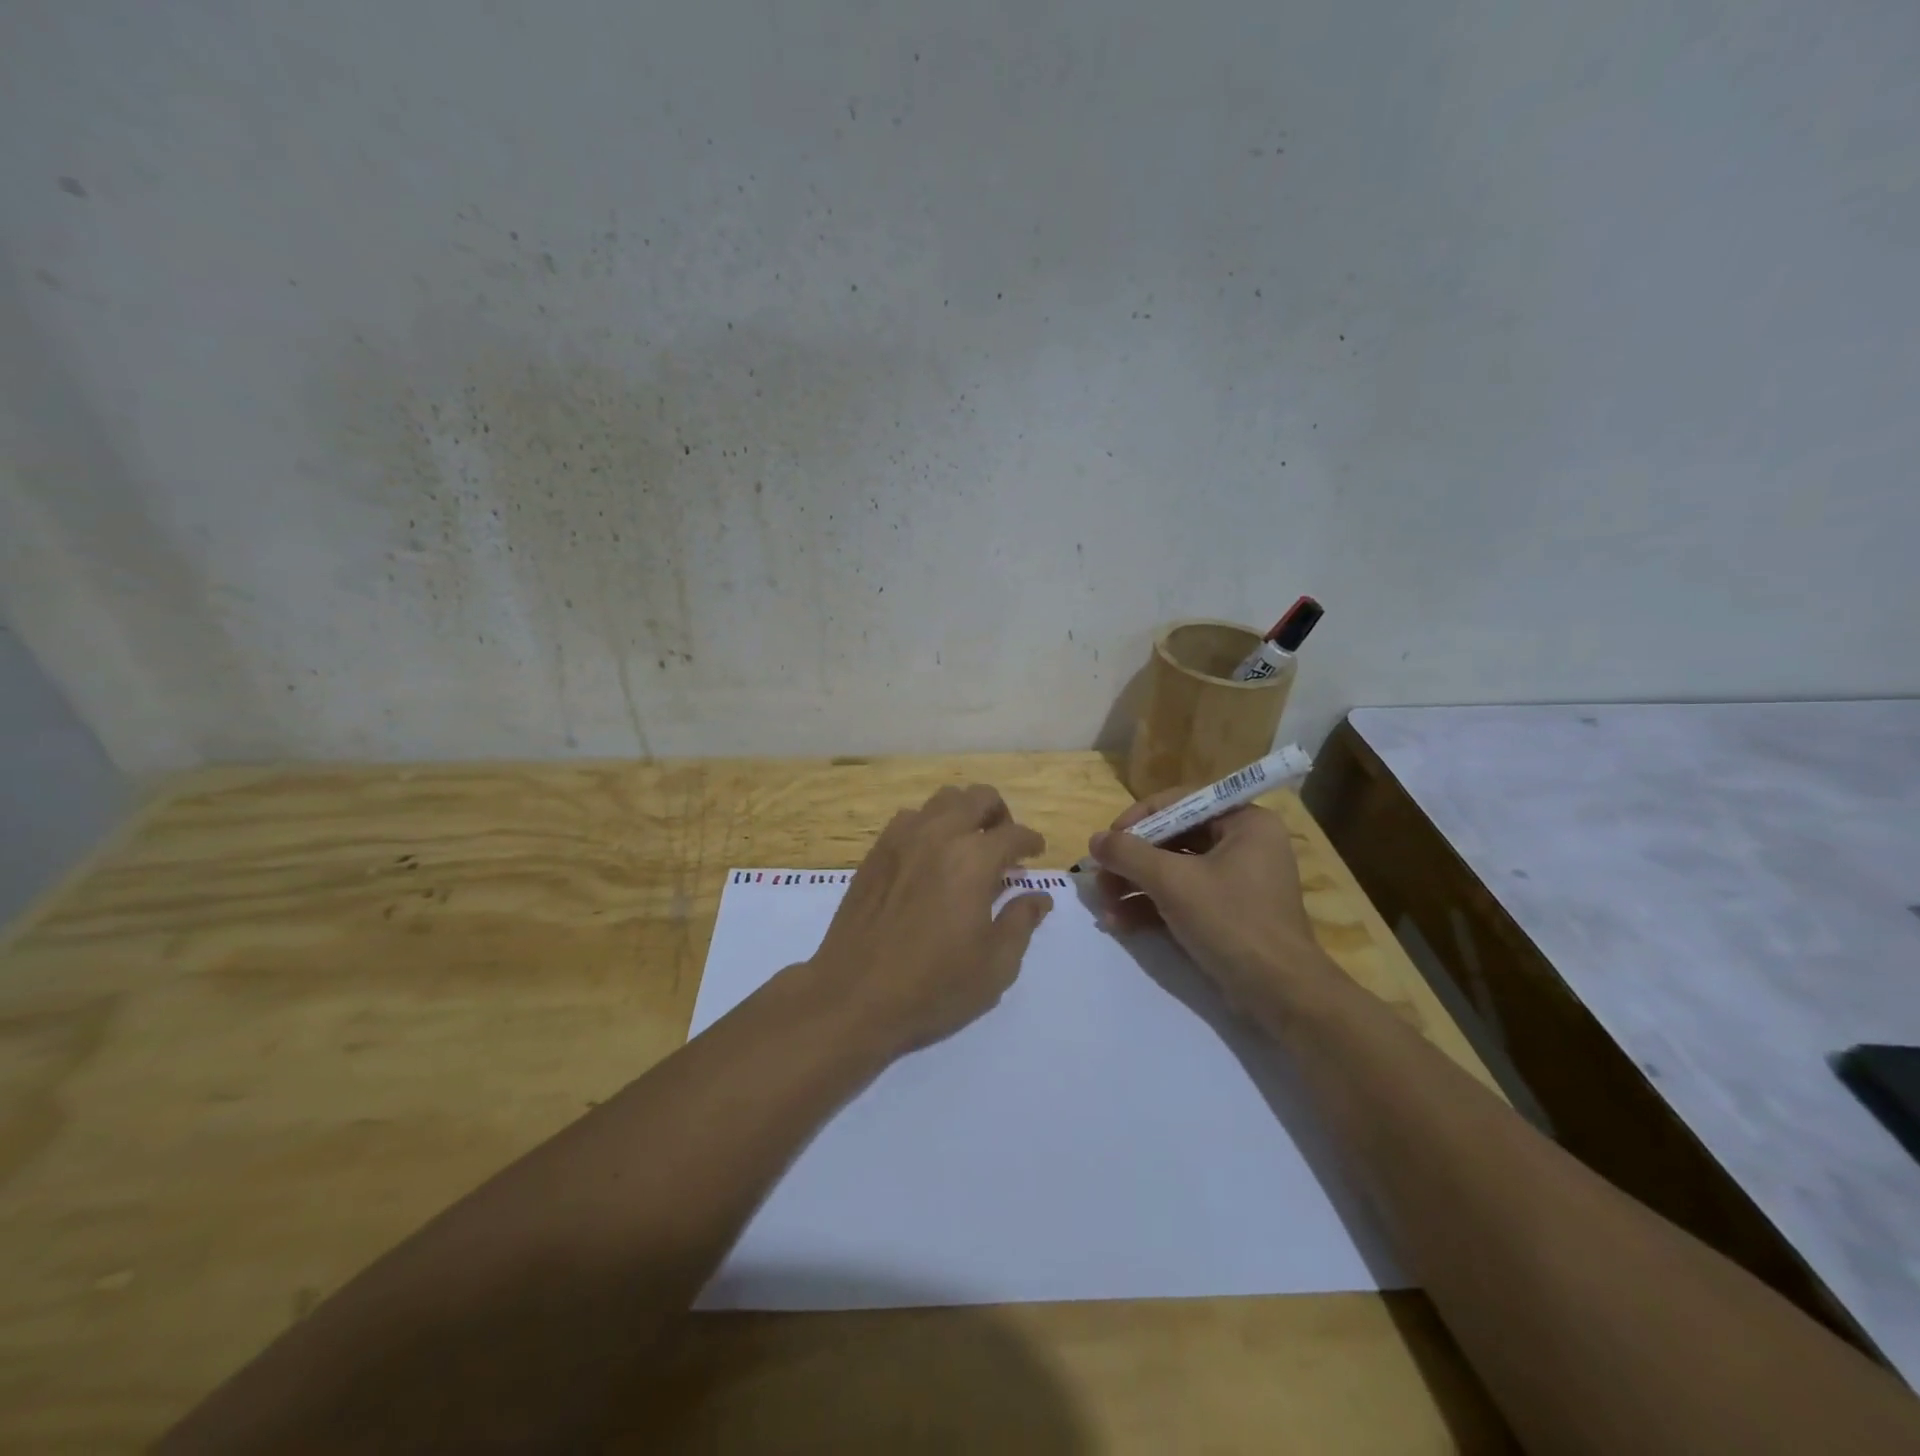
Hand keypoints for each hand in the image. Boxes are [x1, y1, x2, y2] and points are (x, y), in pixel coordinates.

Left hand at [808, 784, 1053, 1055]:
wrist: (854, 997)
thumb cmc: (933, 987)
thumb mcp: (995, 966)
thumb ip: (1021, 923)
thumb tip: (1038, 897)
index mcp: (973, 860)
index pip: (1014, 834)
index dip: (1031, 842)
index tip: (1035, 854)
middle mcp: (938, 835)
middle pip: (978, 797)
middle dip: (1000, 815)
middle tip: (1004, 845)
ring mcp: (901, 839)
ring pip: (942, 800)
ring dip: (963, 814)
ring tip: (967, 847)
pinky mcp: (875, 852)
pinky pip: (910, 818)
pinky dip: (930, 825)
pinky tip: (930, 858)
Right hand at [1087, 793, 1323, 1006]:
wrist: (1280, 994)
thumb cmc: (1231, 922)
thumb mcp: (1173, 882)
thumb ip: (1129, 854)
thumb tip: (1095, 839)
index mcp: (1244, 822)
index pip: (1181, 803)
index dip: (1138, 819)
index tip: (1108, 842)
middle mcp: (1243, 844)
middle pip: (1173, 838)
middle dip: (1132, 861)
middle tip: (1100, 878)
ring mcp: (1236, 881)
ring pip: (1173, 870)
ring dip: (1135, 886)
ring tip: (1104, 906)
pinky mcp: (1227, 913)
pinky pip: (1182, 897)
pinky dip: (1152, 907)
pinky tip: (1120, 922)